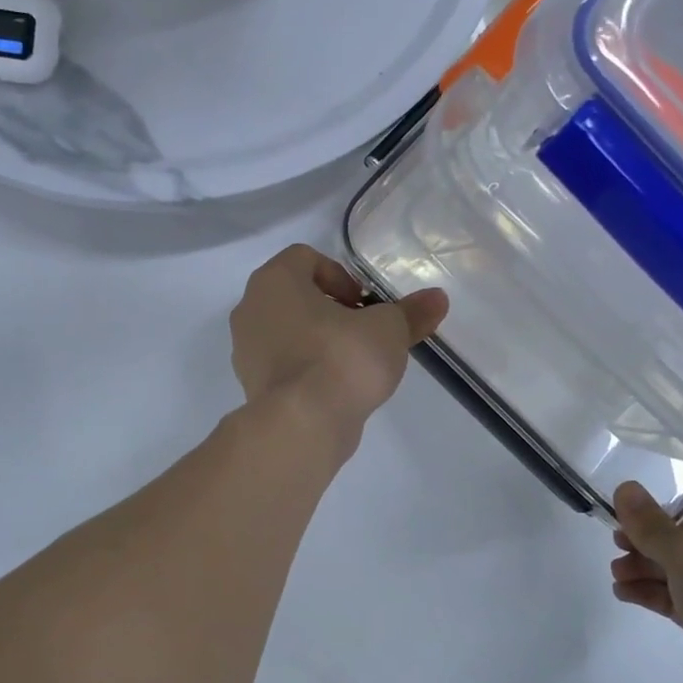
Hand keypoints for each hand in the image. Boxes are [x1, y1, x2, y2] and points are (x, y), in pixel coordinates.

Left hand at [229, 245, 447, 449]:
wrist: (302, 424)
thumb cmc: (341, 358)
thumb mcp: (388, 330)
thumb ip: (411, 312)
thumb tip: (437, 298)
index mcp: (274, 281)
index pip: (305, 258)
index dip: (340, 275)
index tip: (364, 304)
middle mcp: (250, 309)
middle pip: (295, 296)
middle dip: (331, 310)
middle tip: (363, 331)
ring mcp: (245, 350)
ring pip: (288, 332)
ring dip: (319, 340)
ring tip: (354, 363)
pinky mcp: (253, 386)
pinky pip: (284, 365)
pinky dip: (308, 369)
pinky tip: (336, 388)